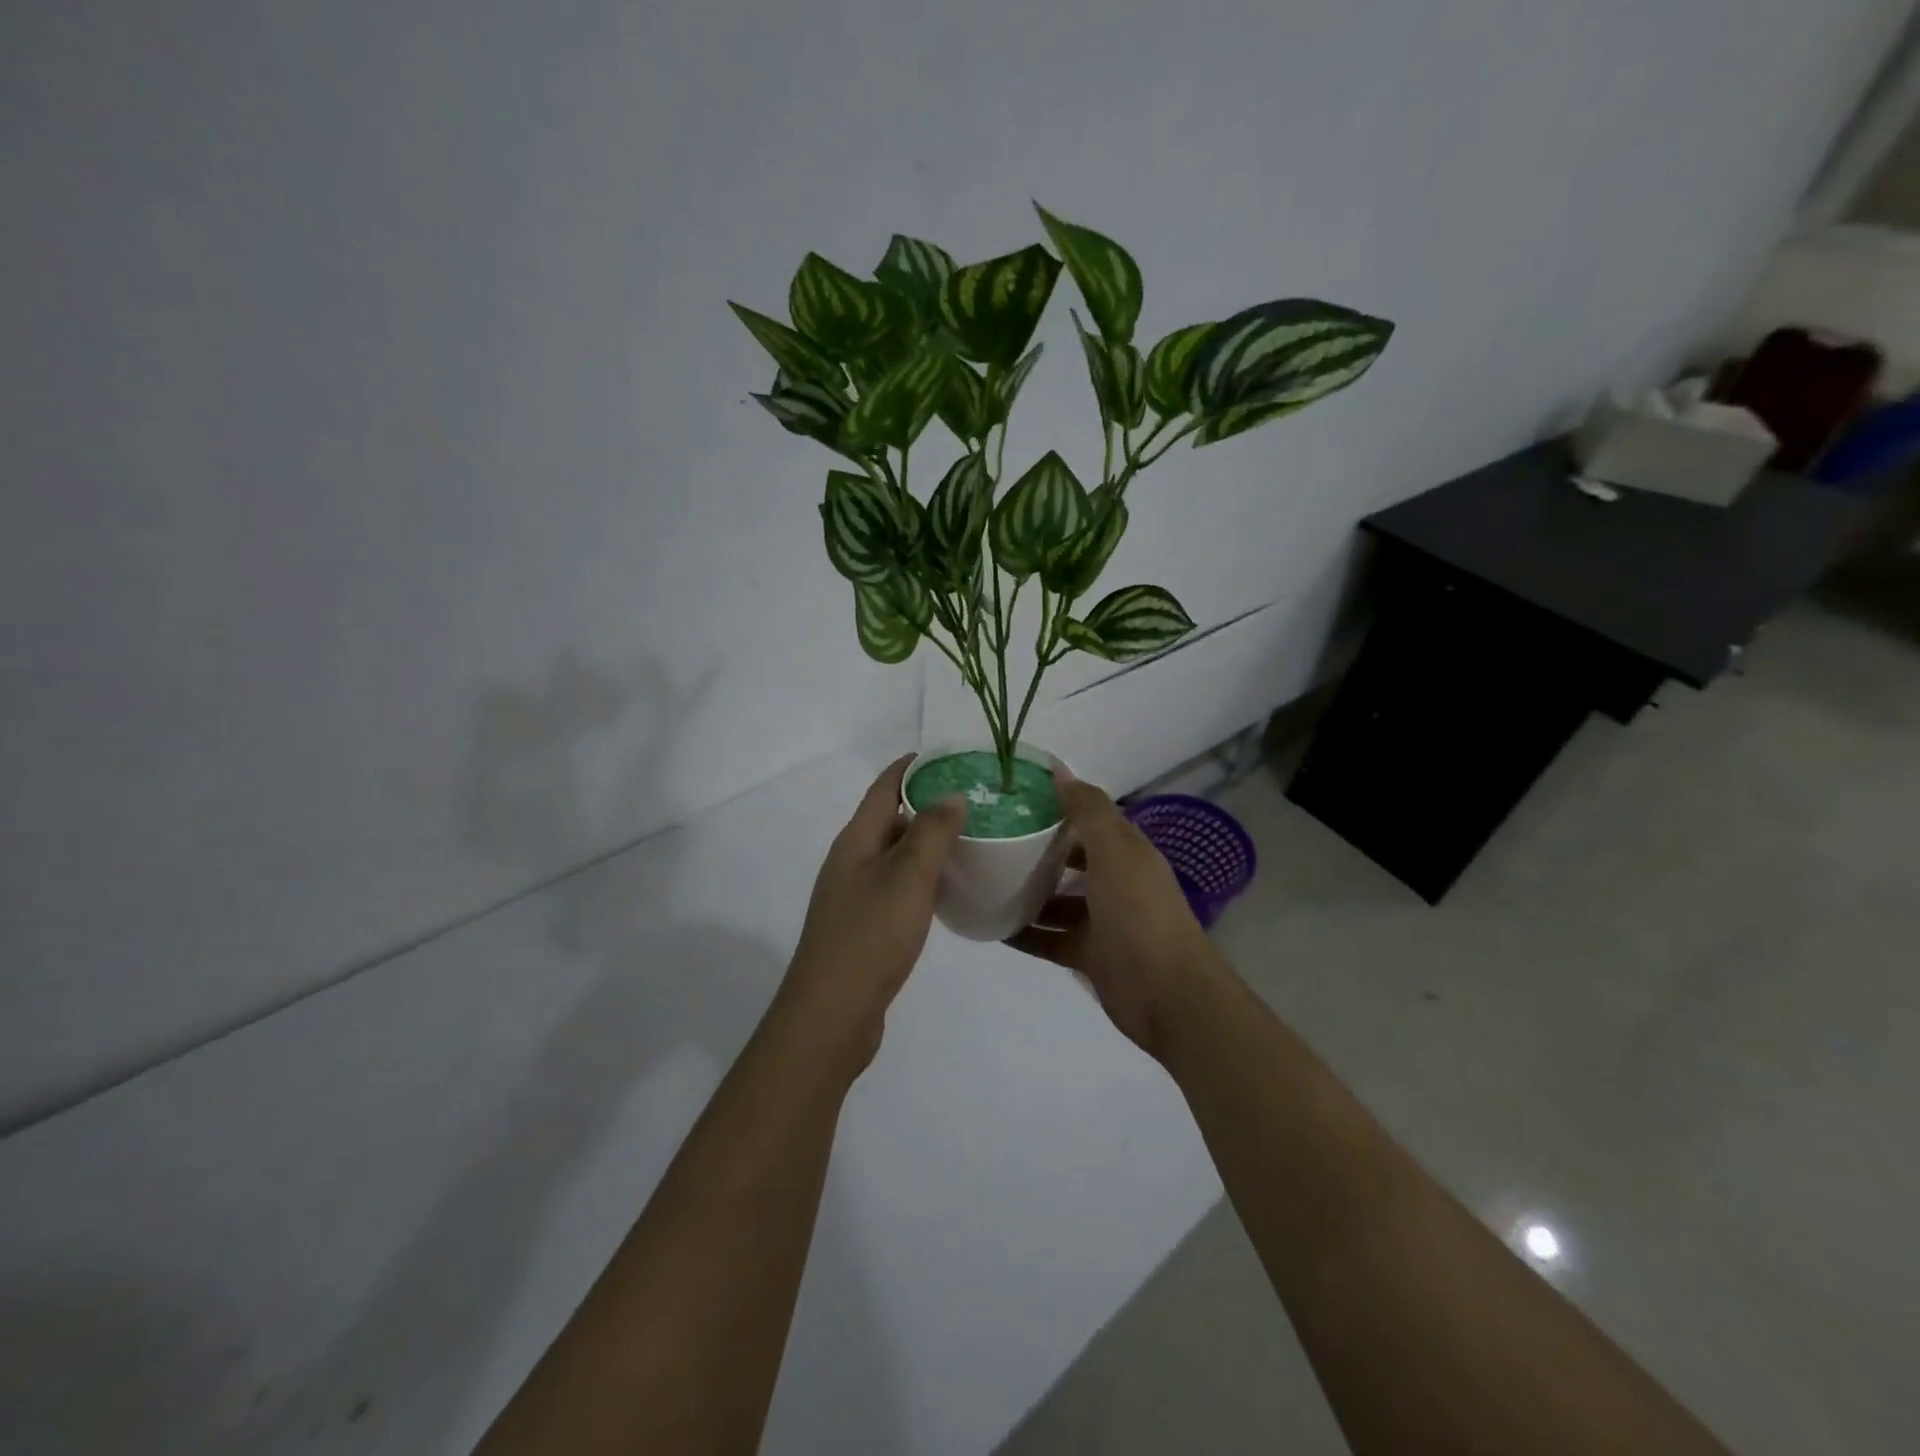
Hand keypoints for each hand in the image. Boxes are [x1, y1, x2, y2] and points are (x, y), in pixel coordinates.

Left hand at [778, 755, 965, 1069]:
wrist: (831, 1015)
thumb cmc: (870, 937)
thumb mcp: (908, 878)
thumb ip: (931, 832)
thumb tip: (951, 794)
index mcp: (855, 841)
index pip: (884, 787)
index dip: (912, 766)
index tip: (950, 755)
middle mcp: (851, 861)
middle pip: (890, 818)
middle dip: (928, 804)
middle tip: (975, 800)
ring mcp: (854, 896)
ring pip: (896, 855)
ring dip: (927, 843)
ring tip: (970, 839)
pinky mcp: (864, 926)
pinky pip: (897, 887)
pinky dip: (922, 878)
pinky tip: (947, 889)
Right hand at [1007, 768, 1224, 1060]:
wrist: (1168, 996)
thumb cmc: (1140, 915)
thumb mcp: (1115, 854)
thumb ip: (1089, 811)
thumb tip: (1060, 769)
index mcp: (1126, 852)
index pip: (1090, 818)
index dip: (1058, 804)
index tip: (1015, 795)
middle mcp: (1115, 882)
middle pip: (1071, 858)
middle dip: (1037, 848)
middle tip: (991, 837)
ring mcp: (1101, 921)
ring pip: (1057, 900)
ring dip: (1027, 892)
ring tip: (983, 880)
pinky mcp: (1088, 955)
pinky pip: (1049, 939)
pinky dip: (1025, 933)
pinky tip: (991, 927)